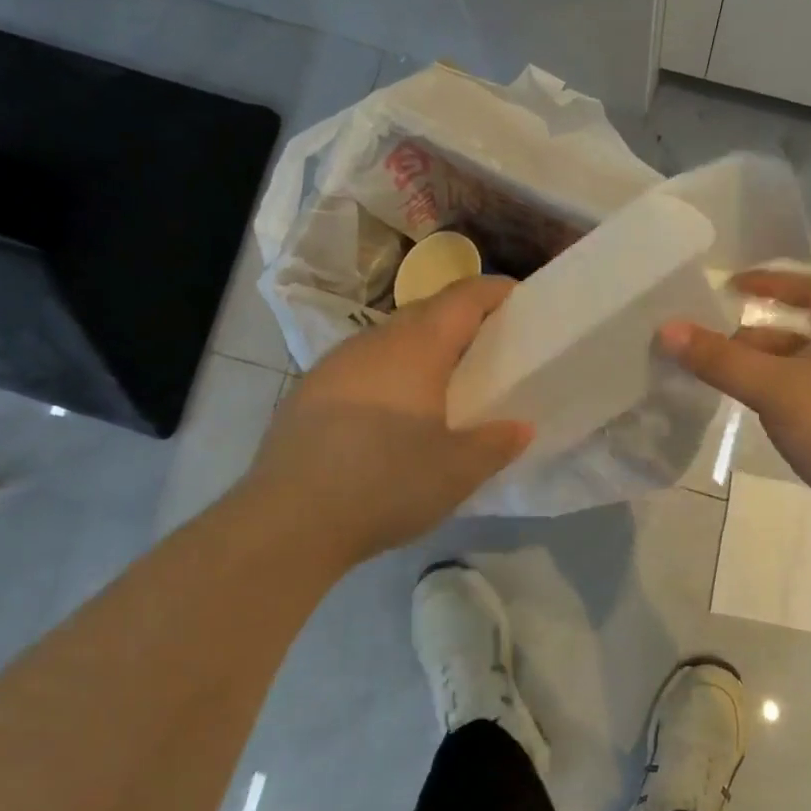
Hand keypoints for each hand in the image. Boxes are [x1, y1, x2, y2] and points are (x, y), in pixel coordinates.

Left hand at [244, 277, 532, 566]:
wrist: (289, 519)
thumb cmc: (387, 484)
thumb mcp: (458, 472)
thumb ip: (497, 444)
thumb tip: (520, 427)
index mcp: (416, 348)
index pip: (462, 298)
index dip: (494, 290)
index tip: (519, 298)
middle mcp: (373, 342)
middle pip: (425, 311)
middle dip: (460, 318)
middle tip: (489, 345)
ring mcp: (334, 365)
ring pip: (389, 339)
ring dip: (421, 347)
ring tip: (444, 381)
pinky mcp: (309, 392)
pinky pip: (362, 366)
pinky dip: (389, 373)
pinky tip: (392, 412)